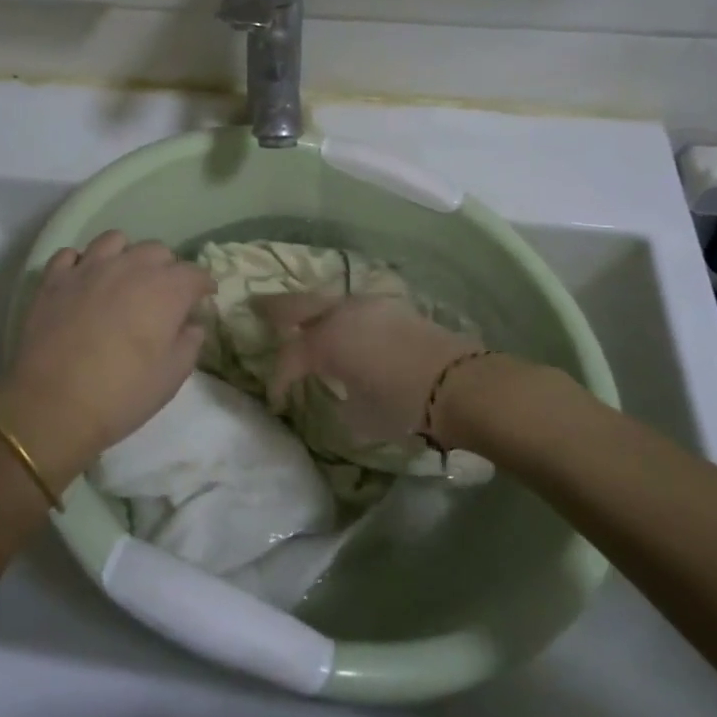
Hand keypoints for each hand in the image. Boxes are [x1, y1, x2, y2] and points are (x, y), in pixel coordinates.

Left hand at [0, 231, 215, 481]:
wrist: (53, 404)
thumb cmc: (122, 394)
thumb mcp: (171, 377)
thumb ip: (189, 343)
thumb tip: (191, 324)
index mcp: (166, 290)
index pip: (194, 273)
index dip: (202, 285)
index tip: (203, 297)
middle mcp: (130, 267)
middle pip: (157, 251)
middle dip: (167, 268)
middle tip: (163, 295)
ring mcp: (88, 268)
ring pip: (114, 240)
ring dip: (126, 255)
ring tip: (123, 278)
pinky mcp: (54, 278)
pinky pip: (71, 254)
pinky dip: (81, 262)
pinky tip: (83, 280)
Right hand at [258, 292, 484, 446]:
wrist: (460, 384)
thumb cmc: (403, 404)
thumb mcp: (361, 416)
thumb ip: (341, 399)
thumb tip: (340, 390)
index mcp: (325, 342)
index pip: (289, 358)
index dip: (278, 380)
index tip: (277, 399)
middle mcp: (340, 314)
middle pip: (296, 304)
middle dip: (274, 309)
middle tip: (257, 309)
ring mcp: (368, 305)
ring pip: (328, 300)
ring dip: (312, 310)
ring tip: (305, 322)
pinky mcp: (393, 306)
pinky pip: (355, 307)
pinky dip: (341, 314)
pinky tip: (346, 328)